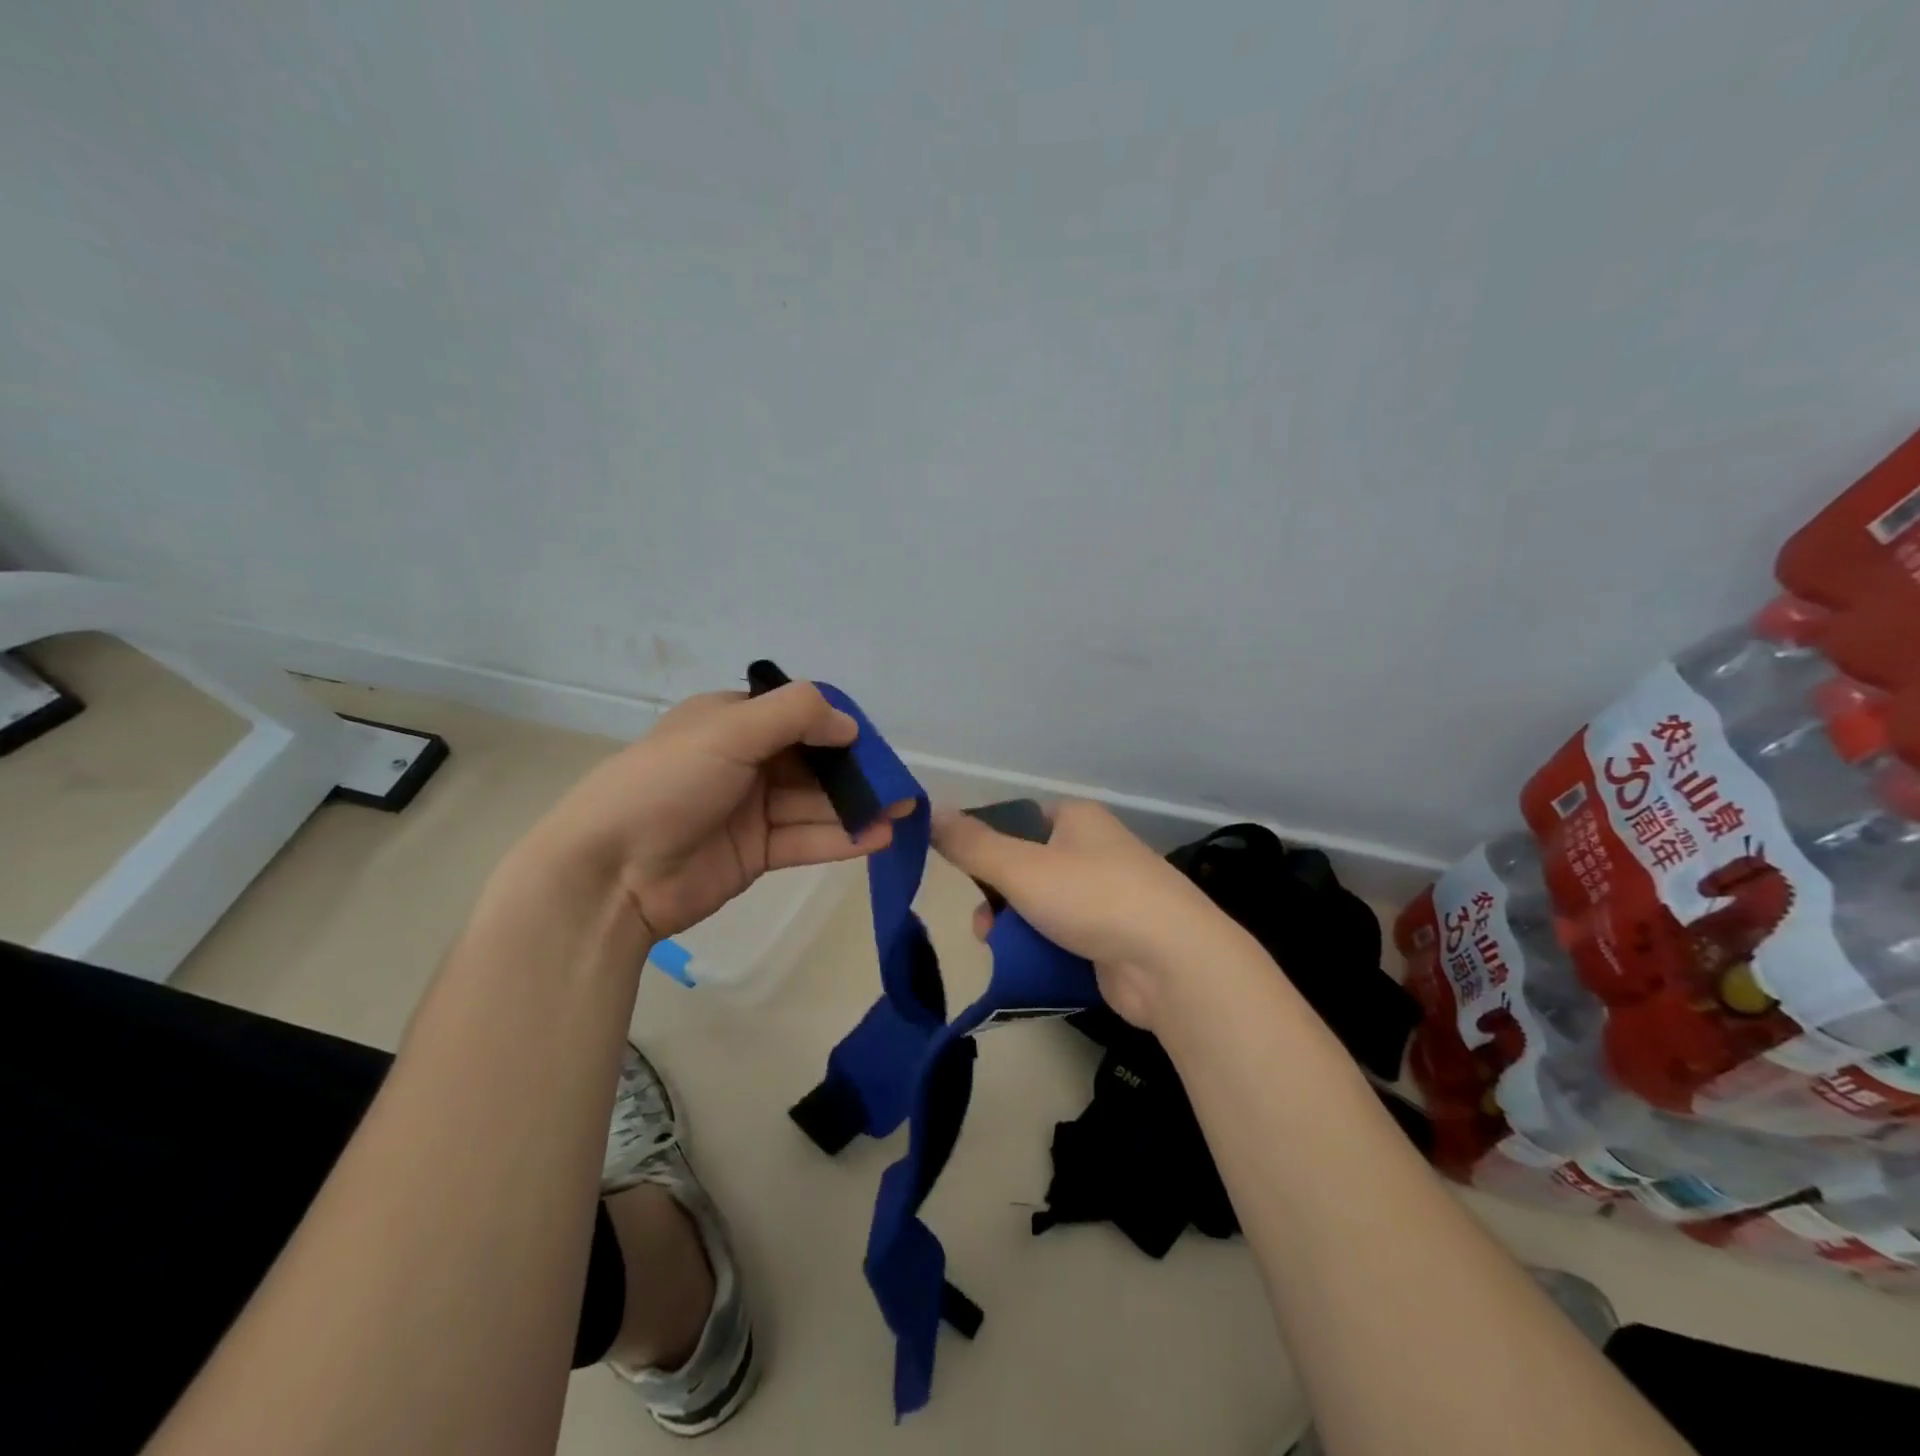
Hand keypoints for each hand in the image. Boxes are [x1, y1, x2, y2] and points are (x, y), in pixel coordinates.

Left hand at [508, 682, 906, 941]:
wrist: (611, 874)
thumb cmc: (667, 784)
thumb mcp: (728, 730)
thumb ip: (794, 716)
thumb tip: (849, 725)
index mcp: (730, 723)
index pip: (796, 716)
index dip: (837, 727)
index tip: (873, 743)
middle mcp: (744, 762)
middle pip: (812, 763)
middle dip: (856, 772)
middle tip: (900, 784)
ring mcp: (751, 810)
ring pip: (815, 804)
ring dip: (857, 807)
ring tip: (904, 811)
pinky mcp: (756, 853)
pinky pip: (806, 840)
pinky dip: (842, 839)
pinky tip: (879, 837)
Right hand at [931, 801, 1238, 1029]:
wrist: (1173, 963)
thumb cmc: (1093, 897)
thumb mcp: (1022, 867)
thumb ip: (971, 844)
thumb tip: (930, 811)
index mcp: (1077, 819)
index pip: (1018, 820)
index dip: (986, 843)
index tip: (963, 872)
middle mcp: (1094, 850)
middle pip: (1026, 867)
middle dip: (997, 895)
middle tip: (983, 922)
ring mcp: (1107, 896)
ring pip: (1042, 906)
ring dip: (1014, 926)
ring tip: (996, 948)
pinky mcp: (1114, 938)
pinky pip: (1063, 937)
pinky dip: (1042, 949)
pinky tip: (1026, 967)